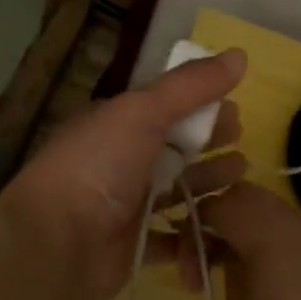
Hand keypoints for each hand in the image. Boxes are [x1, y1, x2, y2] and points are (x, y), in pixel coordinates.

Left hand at [0, 50, 247, 299]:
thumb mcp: (143, 112)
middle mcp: (120, 160)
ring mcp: (125, 204)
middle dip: (208, 140)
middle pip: (173, 146)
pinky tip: (225, 226)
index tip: (237, 107)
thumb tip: (240, 54)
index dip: (201, 104)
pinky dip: (197, 232)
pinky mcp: (134, 245)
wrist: (56, 244)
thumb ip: (191, 85)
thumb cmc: (98, 166)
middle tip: (244, 138)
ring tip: (241, 177)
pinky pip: (173, 236)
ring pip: (176, 188)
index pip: (165, 106)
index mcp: (116, 123)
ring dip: (207, 181)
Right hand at [178, 182, 300, 299]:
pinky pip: (289, 230)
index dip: (189, 226)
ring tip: (231, 274)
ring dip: (241, 231)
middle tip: (202, 264)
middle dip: (214, 221)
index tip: (184, 267)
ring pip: (266, 210)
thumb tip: (231, 258)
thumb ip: (229, 274)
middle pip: (241, 196)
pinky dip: (268, 242)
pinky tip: (268, 281)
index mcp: (264, 228)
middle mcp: (291, 217)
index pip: (214, 202)